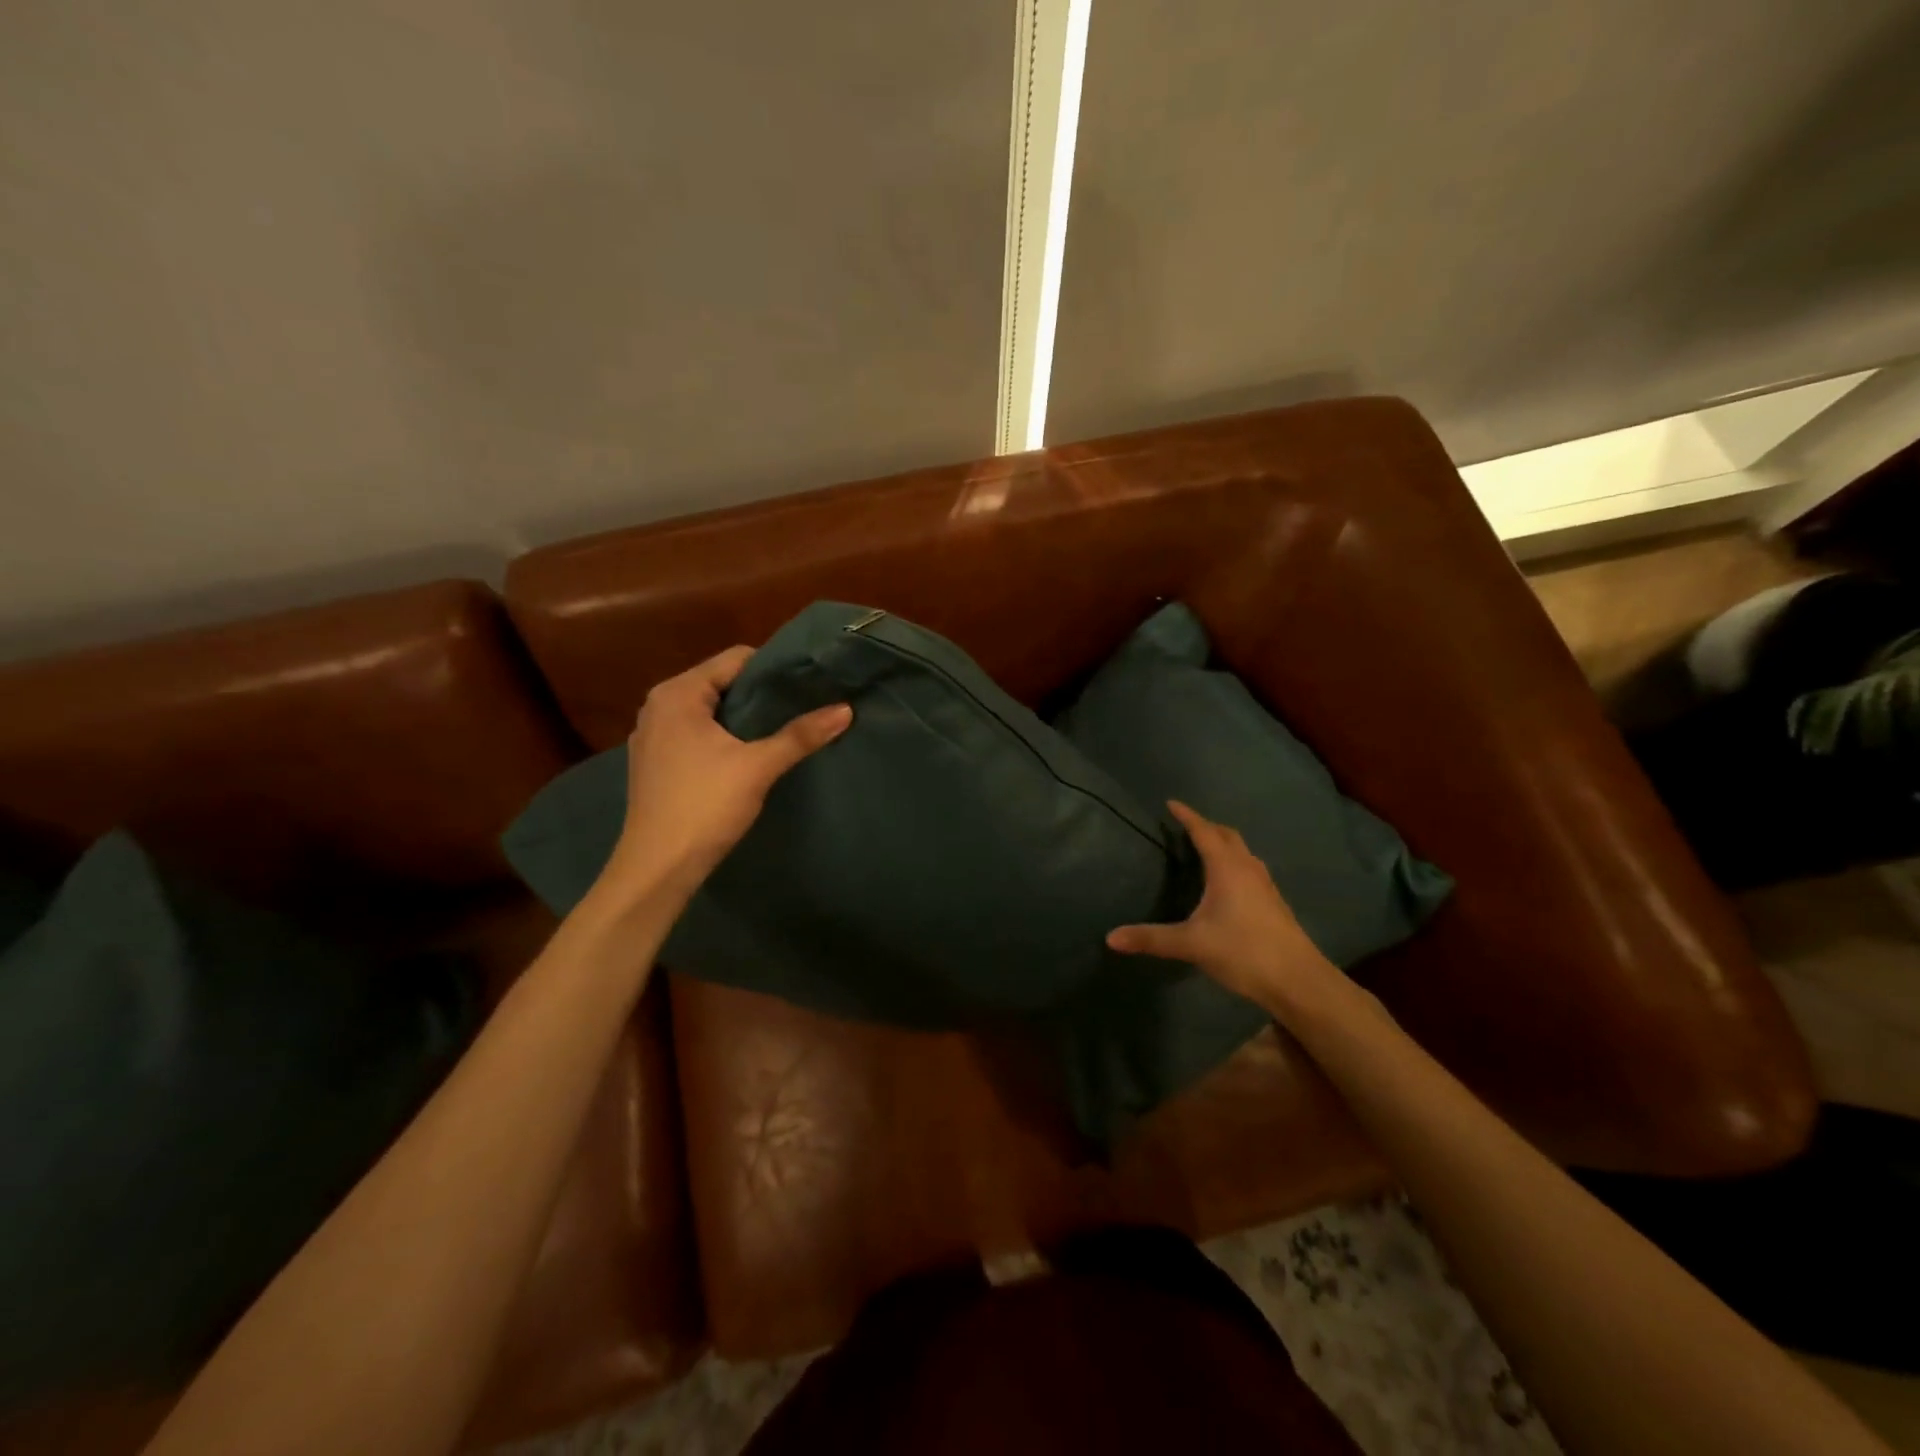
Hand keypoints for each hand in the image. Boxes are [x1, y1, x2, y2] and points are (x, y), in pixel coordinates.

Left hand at [599, 646, 851, 902]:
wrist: (658, 868)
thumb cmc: (704, 806)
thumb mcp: (758, 766)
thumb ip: (800, 735)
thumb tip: (846, 709)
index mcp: (677, 694)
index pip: (735, 659)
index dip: (774, 669)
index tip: (807, 686)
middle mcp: (659, 706)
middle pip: (721, 683)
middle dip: (761, 695)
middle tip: (801, 708)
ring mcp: (652, 736)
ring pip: (709, 711)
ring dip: (743, 719)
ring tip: (781, 731)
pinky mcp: (654, 763)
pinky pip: (696, 734)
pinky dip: (722, 738)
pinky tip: (747, 758)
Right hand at [1107, 801, 1344, 1020]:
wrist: (1298, 979)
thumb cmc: (1243, 951)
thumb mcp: (1191, 944)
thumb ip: (1151, 939)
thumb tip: (1110, 938)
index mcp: (1226, 868)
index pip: (1204, 832)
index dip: (1187, 816)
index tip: (1172, 804)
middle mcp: (1247, 868)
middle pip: (1228, 835)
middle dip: (1207, 826)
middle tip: (1186, 825)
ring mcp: (1265, 885)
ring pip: (1243, 851)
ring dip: (1224, 843)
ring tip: (1205, 848)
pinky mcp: (1274, 902)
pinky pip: (1250, 868)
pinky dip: (1235, 862)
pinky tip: (1228, 882)